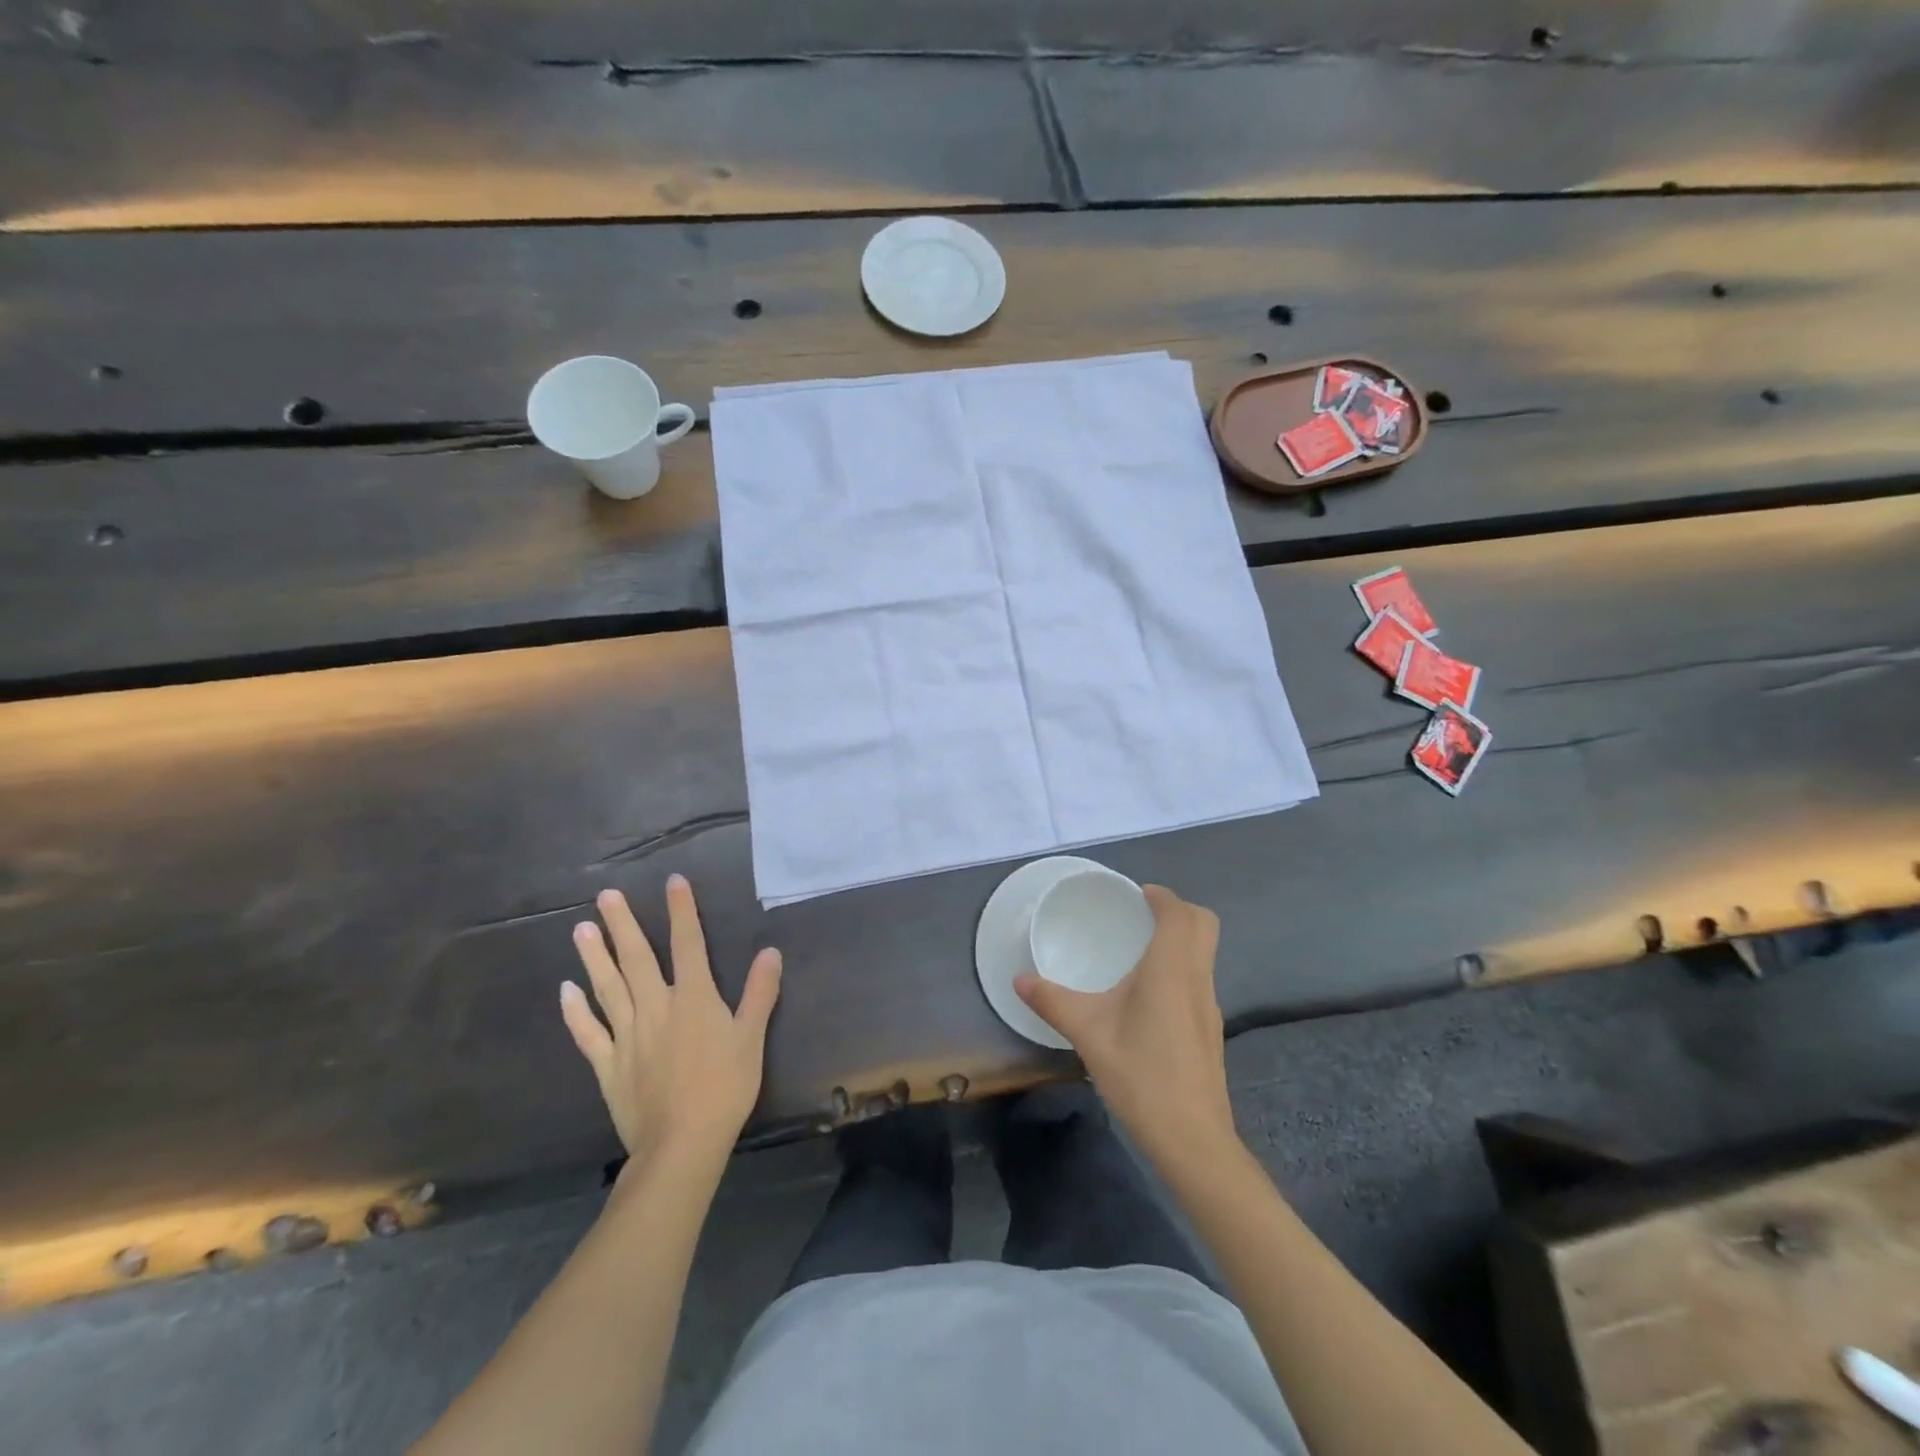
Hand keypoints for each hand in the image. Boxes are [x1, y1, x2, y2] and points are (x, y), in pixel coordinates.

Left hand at [561, 875, 781, 1169]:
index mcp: (694, 998)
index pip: (688, 944)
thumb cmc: (724, 1087)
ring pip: (607, 988)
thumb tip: (770, 951)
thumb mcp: (752, 1038)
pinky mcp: (608, 1065)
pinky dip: (575, 1012)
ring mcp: (627, 1035)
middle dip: (622, 924)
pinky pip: (588, 1033)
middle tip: (605, 896)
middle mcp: (656, 1007)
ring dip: (594, 957)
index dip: (681, 911)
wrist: (682, 1143)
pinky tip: (565, 992)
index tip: (673, 881)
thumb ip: (760, 992)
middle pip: (636, 959)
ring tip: (580, 929)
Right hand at [1015, 885, 1234, 1164]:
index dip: (1163, 896)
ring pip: (1205, 952)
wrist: (1192, 1140)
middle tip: (1141, 915)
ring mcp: (1210, 1006)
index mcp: (1171, 969)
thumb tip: (1019, 980)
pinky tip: (1150, 995)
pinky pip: (1200, 978)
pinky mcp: (1211, 1030)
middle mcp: (1197, 978)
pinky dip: (1182, 966)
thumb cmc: (1141, 1075)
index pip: (1180, 913)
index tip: (1138, 895)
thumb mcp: (1088, 1035)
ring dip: (1182, 938)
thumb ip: (1053, 1002)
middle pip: (1204, 925)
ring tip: (1140, 949)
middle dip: (1178, 910)